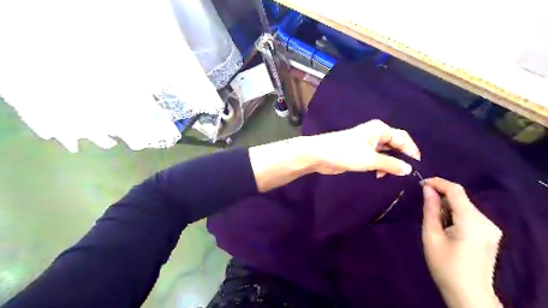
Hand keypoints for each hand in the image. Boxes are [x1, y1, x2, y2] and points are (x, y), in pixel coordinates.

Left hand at [310, 118, 420, 175]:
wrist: (320, 155)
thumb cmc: (346, 153)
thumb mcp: (370, 160)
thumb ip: (391, 164)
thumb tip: (409, 170)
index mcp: (380, 129)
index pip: (403, 138)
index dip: (412, 152)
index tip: (417, 168)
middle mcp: (375, 134)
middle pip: (395, 145)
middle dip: (401, 158)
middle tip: (406, 174)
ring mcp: (367, 143)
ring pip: (386, 152)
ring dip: (390, 163)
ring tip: (392, 176)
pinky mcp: (360, 152)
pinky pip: (376, 158)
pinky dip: (381, 165)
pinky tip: (380, 174)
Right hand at [421, 176, 502, 307]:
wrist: (468, 293)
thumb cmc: (444, 265)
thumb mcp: (431, 235)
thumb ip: (431, 209)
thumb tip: (427, 189)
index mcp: (471, 222)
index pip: (456, 190)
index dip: (438, 182)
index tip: (421, 183)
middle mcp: (486, 221)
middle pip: (461, 198)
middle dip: (441, 195)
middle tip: (423, 201)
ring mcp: (491, 228)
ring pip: (465, 206)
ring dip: (447, 205)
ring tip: (433, 217)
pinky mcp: (490, 233)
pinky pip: (470, 215)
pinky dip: (455, 213)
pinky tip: (446, 224)